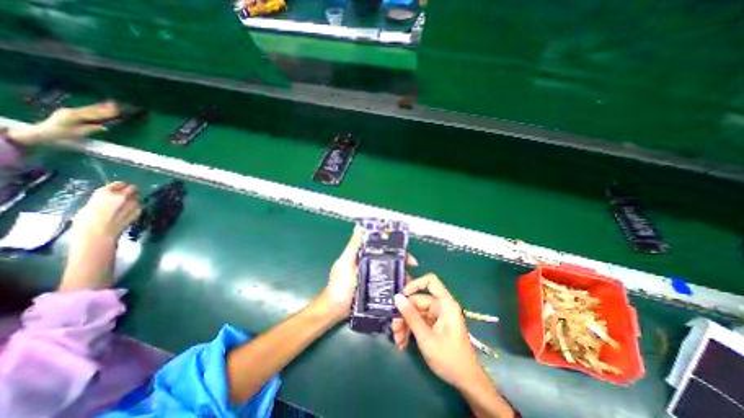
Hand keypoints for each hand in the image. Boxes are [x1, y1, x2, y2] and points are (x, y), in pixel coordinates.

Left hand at [6, 102, 117, 144]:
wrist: (44, 131)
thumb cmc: (62, 134)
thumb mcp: (79, 133)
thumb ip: (91, 129)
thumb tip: (104, 127)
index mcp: (74, 116)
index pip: (94, 114)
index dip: (106, 113)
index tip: (116, 111)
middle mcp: (72, 111)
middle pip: (92, 109)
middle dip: (104, 107)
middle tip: (115, 104)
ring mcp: (70, 111)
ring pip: (89, 108)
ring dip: (100, 106)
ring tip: (111, 103)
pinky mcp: (70, 112)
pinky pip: (86, 110)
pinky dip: (94, 108)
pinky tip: (100, 106)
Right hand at [71, 181, 142, 240]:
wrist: (98, 232)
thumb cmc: (86, 220)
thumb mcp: (91, 204)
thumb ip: (104, 198)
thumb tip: (110, 197)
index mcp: (106, 192)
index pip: (120, 183)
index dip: (121, 186)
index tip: (120, 188)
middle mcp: (122, 195)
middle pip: (133, 188)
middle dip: (131, 190)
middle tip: (127, 195)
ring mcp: (133, 203)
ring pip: (137, 197)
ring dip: (133, 199)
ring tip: (126, 205)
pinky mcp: (139, 210)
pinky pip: (139, 205)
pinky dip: (135, 207)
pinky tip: (127, 212)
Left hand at [316, 229, 415, 323]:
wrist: (335, 310)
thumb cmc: (339, 285)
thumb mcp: (345, 262)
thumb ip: (353, 245)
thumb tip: (359, 226)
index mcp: (363, 255)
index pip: (382, 246)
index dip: (394, 247)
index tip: (406, 252)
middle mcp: (370, 264)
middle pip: (389, 259)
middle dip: (401, 262)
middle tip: (412, 269)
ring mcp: (373, 277)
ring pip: (391, 271)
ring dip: (401, 274)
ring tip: (409, 282)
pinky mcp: (375, 289)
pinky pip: (388, 284)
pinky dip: (396, 284)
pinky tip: (403, 289)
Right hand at [394, 274, 481, 388]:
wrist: (465, 381)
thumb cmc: (449, 358)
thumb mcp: (426, 337)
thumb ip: (411, 316)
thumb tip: (397, 297)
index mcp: (445, 304)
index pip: (430, 281)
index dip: (415, 284)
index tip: (401, 295)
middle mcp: (440, 306)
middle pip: (417, 300)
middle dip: (404, 314)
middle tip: (394, 328)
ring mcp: (436, 316)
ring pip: (415, 312)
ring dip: (404, 324)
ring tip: (398, 340)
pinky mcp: (433, 325)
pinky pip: (418, 321)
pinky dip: (409, 330)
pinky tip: (402, 343)